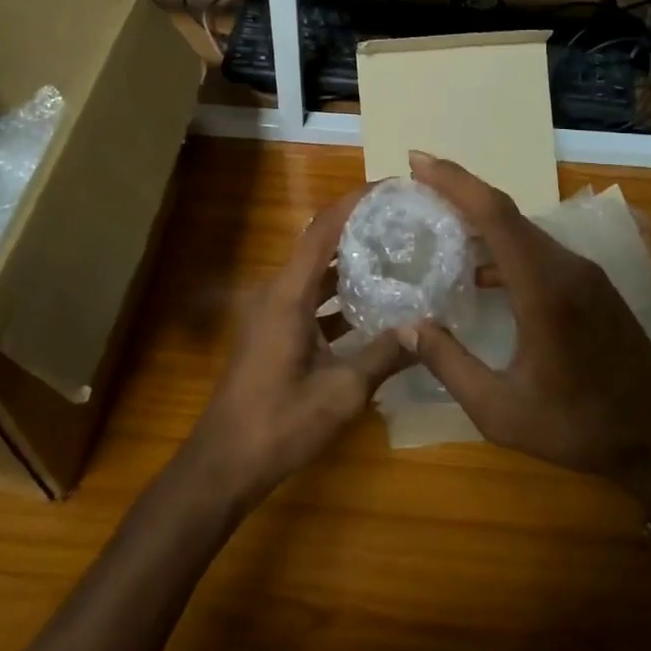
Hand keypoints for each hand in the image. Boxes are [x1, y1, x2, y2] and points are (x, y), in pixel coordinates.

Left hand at [180, 185, 409, 510]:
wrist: (225, 463)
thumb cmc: (280, 423)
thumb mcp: (342, 391)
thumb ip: (384, 355)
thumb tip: (425, 328)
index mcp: (287, 294)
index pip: (322, 230)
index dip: (354, 203)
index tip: (389, 187)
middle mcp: (276, 292)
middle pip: (320, 246)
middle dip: (359, 229)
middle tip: (403, 222)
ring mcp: (272, 313)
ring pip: (315, 274)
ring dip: (350, 264)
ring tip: (397, 256)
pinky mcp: (274, 333)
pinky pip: (310, 300)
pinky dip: (339, 296)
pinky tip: (374, 308)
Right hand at [405, 152, 650, 507]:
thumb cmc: (580, 426)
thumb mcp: (502, 411)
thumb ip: (450, 365)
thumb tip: (406, 327)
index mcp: (543, 288)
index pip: (494, 214)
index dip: (454, 182)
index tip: (417, 161)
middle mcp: (565, 267)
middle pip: (506, 212)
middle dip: (460, 191)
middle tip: (417, 185)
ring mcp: (583, 273)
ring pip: (523, 229)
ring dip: (481, 218)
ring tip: (438, 222)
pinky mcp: (591, 286)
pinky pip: (538, 249)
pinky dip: (503, 246)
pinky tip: (480, 272)